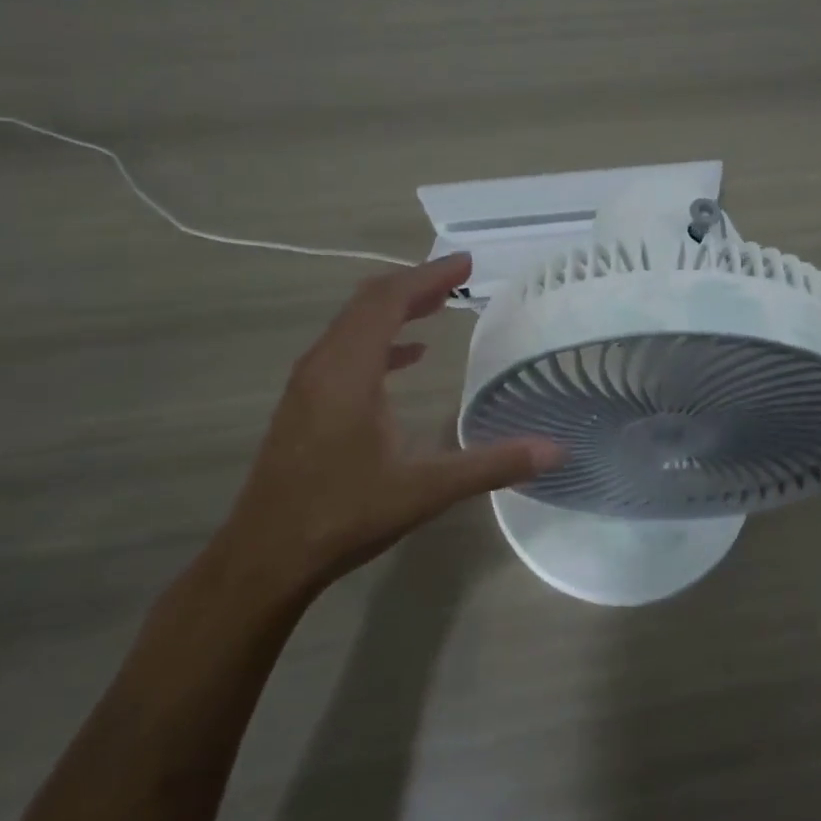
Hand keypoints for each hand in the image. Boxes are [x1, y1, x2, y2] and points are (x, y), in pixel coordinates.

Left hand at [208, 254, 563, 607]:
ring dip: (396, 308)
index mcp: (348, 371)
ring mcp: (309, 383)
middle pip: (369, 302)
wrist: (264, 558)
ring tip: (439, 304)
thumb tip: (555, 450)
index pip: (388, 301)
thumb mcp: (425, 490)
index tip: (466, 262)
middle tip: (459, 276)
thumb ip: (491, 465)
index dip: (428, 276)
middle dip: (416, 284)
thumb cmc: (343, 515)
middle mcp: (323, 364)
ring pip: (354, 324)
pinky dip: (380, 340)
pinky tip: (410, 357)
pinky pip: (346, 350)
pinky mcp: (305, 403)